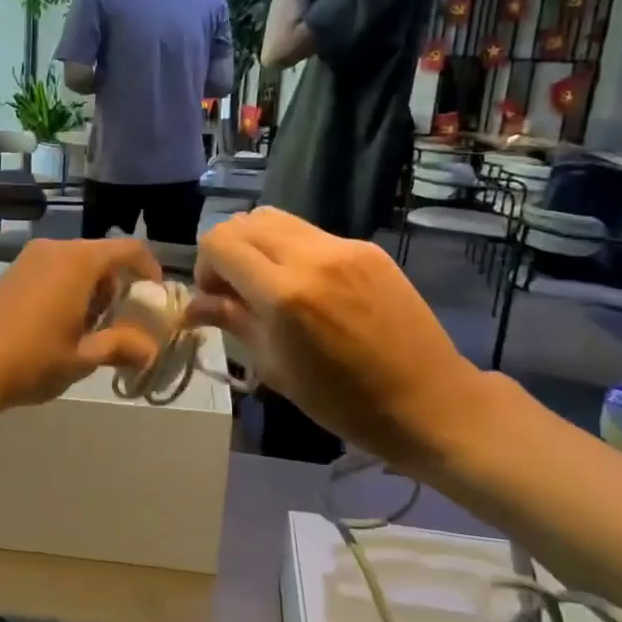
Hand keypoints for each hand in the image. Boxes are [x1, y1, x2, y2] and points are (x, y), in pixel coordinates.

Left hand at [0, 238, 164, 420]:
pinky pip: (51, 272)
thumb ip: (121, 346)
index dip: (148, 269)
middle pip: (100, 257)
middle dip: (116, 287)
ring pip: (74, 265)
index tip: (155, 296)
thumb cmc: (32, 358)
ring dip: (90, 291)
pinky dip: (66, 291)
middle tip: (118, 323)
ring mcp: (28, 260)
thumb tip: (150, 350)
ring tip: (87, 331)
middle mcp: (55, 250)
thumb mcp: (83, 357)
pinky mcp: (9, 274)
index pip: (129, 250)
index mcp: (79, 261)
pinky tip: (56, 327)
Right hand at [190, 208, 485, 470]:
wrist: (428, 401)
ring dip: (258, 245)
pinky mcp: (368, 248)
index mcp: (284, 293)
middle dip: (228, 250)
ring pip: (278, 219)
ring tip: (268, 284)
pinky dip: (292, 250)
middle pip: (245, 221)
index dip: (206, 266)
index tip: (215, 297)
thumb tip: (193, 306)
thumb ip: (233, 322)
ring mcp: (345, 247)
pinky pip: (312, 234)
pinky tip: (307, 288)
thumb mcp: (275, 367)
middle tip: (235, 289)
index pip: (220, 242)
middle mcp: (312, 256)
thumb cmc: (343, 401)